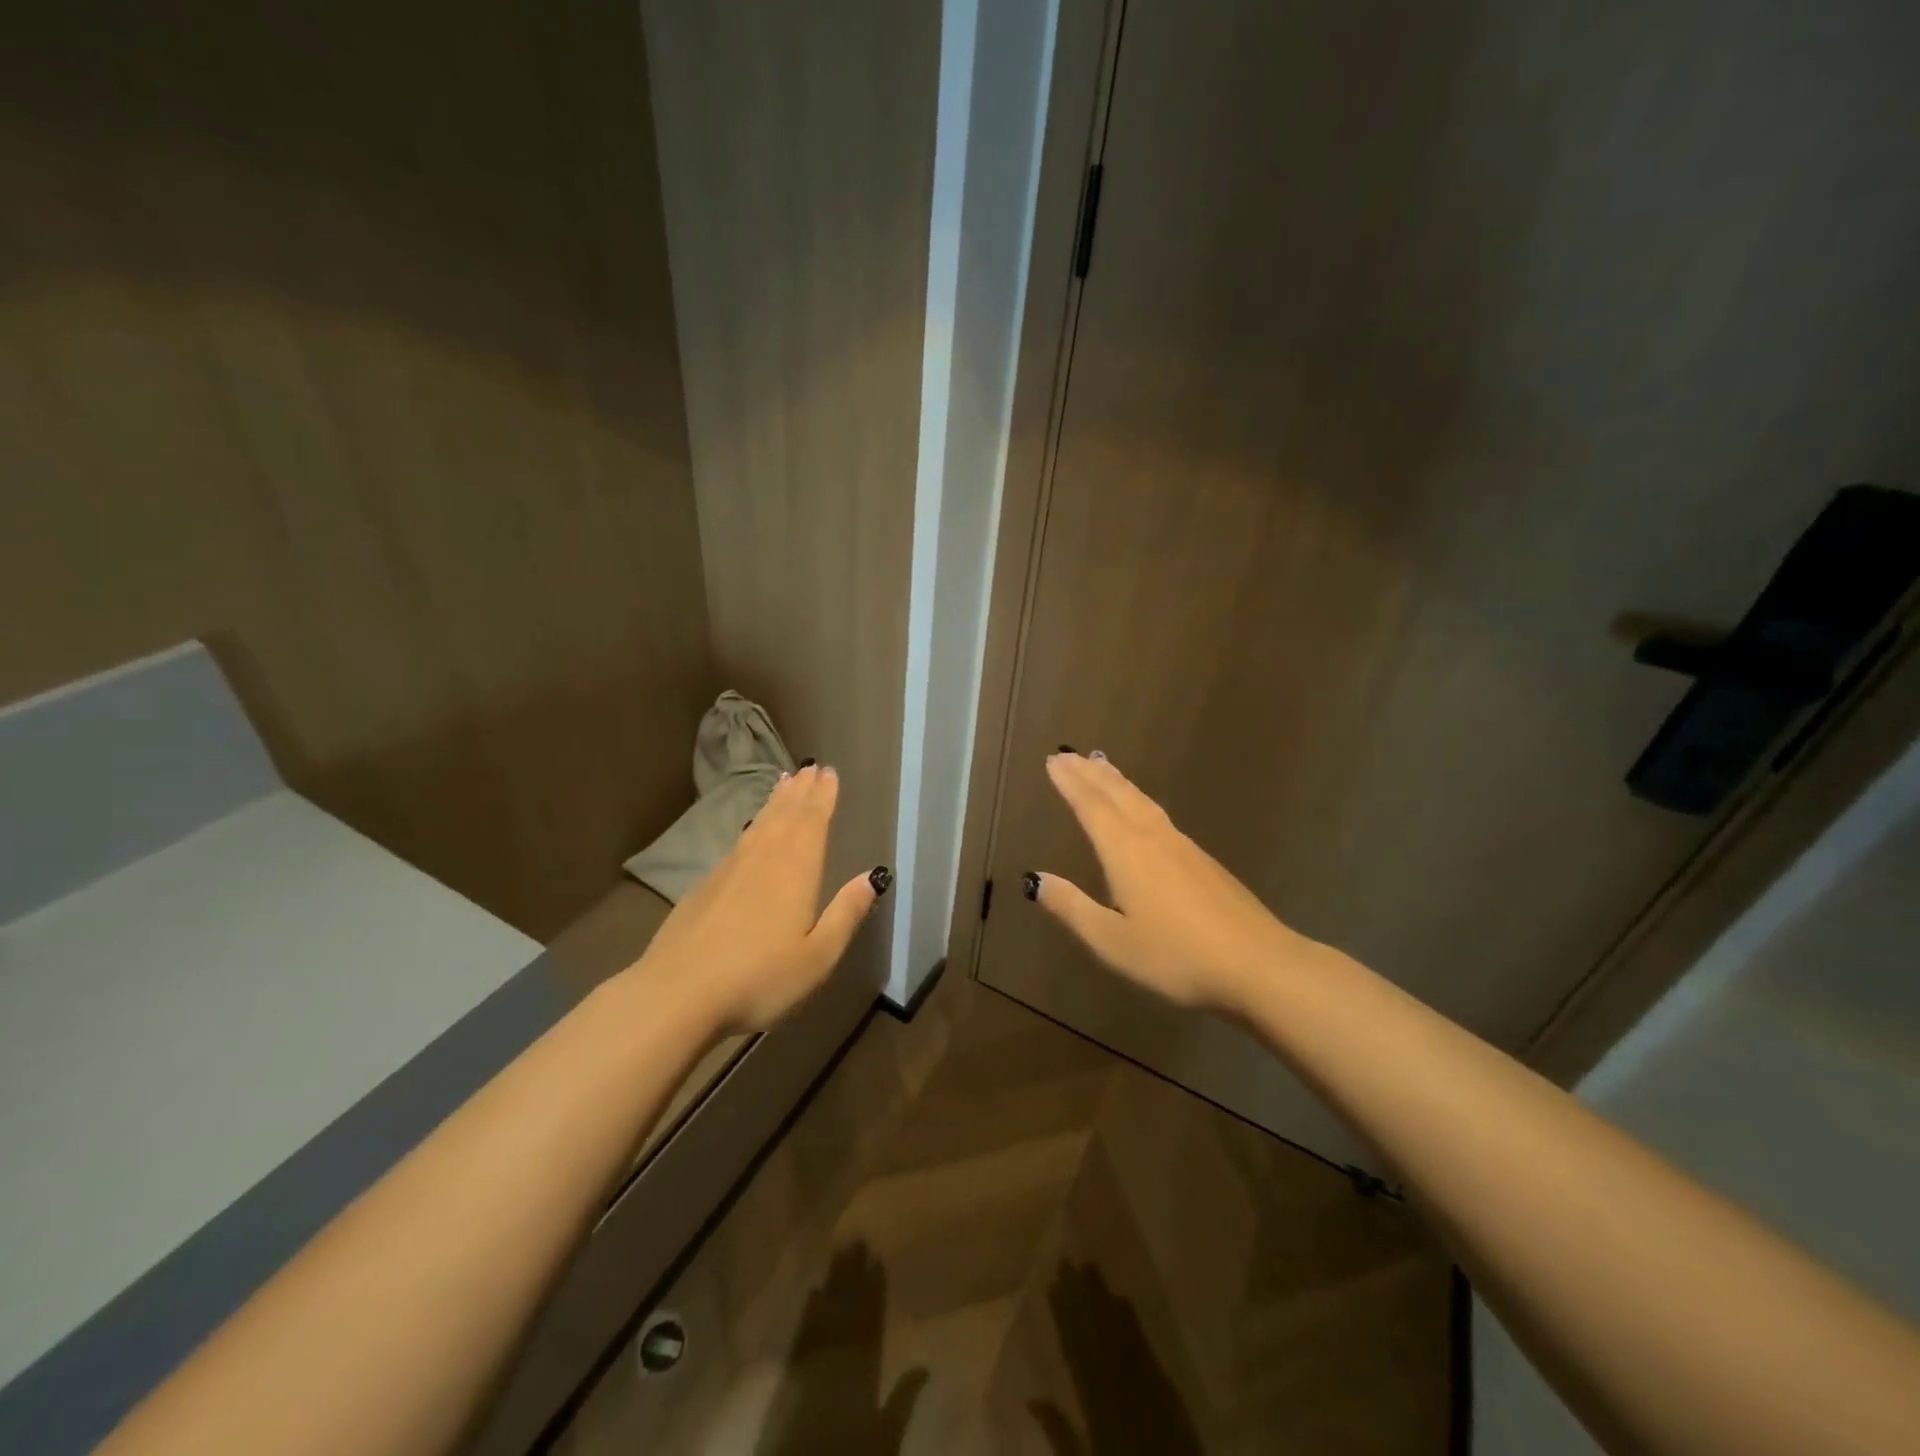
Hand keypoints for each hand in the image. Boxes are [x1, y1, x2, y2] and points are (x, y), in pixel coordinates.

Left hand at [632, 765, 887, 1032]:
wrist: (676, 995)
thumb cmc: (759, 978)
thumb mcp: (817, 956)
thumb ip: (846, 914)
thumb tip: (873, 876)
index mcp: (795, 871)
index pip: (813, 822)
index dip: (823, 797)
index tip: (829, 773)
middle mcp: (763, 859)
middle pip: (785, 815)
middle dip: (801, 791)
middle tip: (810, 767)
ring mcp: (729, 871)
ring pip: (759, 825)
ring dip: (775, 802)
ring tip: (784, 782)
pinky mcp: (705, 887)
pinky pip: (738, 842)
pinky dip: (752, 825)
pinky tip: (751, 831)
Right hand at [1027, 751, 1310, 1013]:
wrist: (1259, 964)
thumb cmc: (1176, 956)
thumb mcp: (1112, 941)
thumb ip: (1072, 907)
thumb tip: (1034, 879)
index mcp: (1125, 852)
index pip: (1091, 807)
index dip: (1071, 783)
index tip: (1053, 760)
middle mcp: (1152, 838)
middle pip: (1117, 794)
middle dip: (1090, 773)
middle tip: (1069, 754)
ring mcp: (1182, 846)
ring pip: (1142, 800)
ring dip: (1116, 781)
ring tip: (1101, 765)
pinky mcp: (1203, 860)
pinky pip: (1159, 813)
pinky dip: (1139, 799)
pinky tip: (1143, 810)